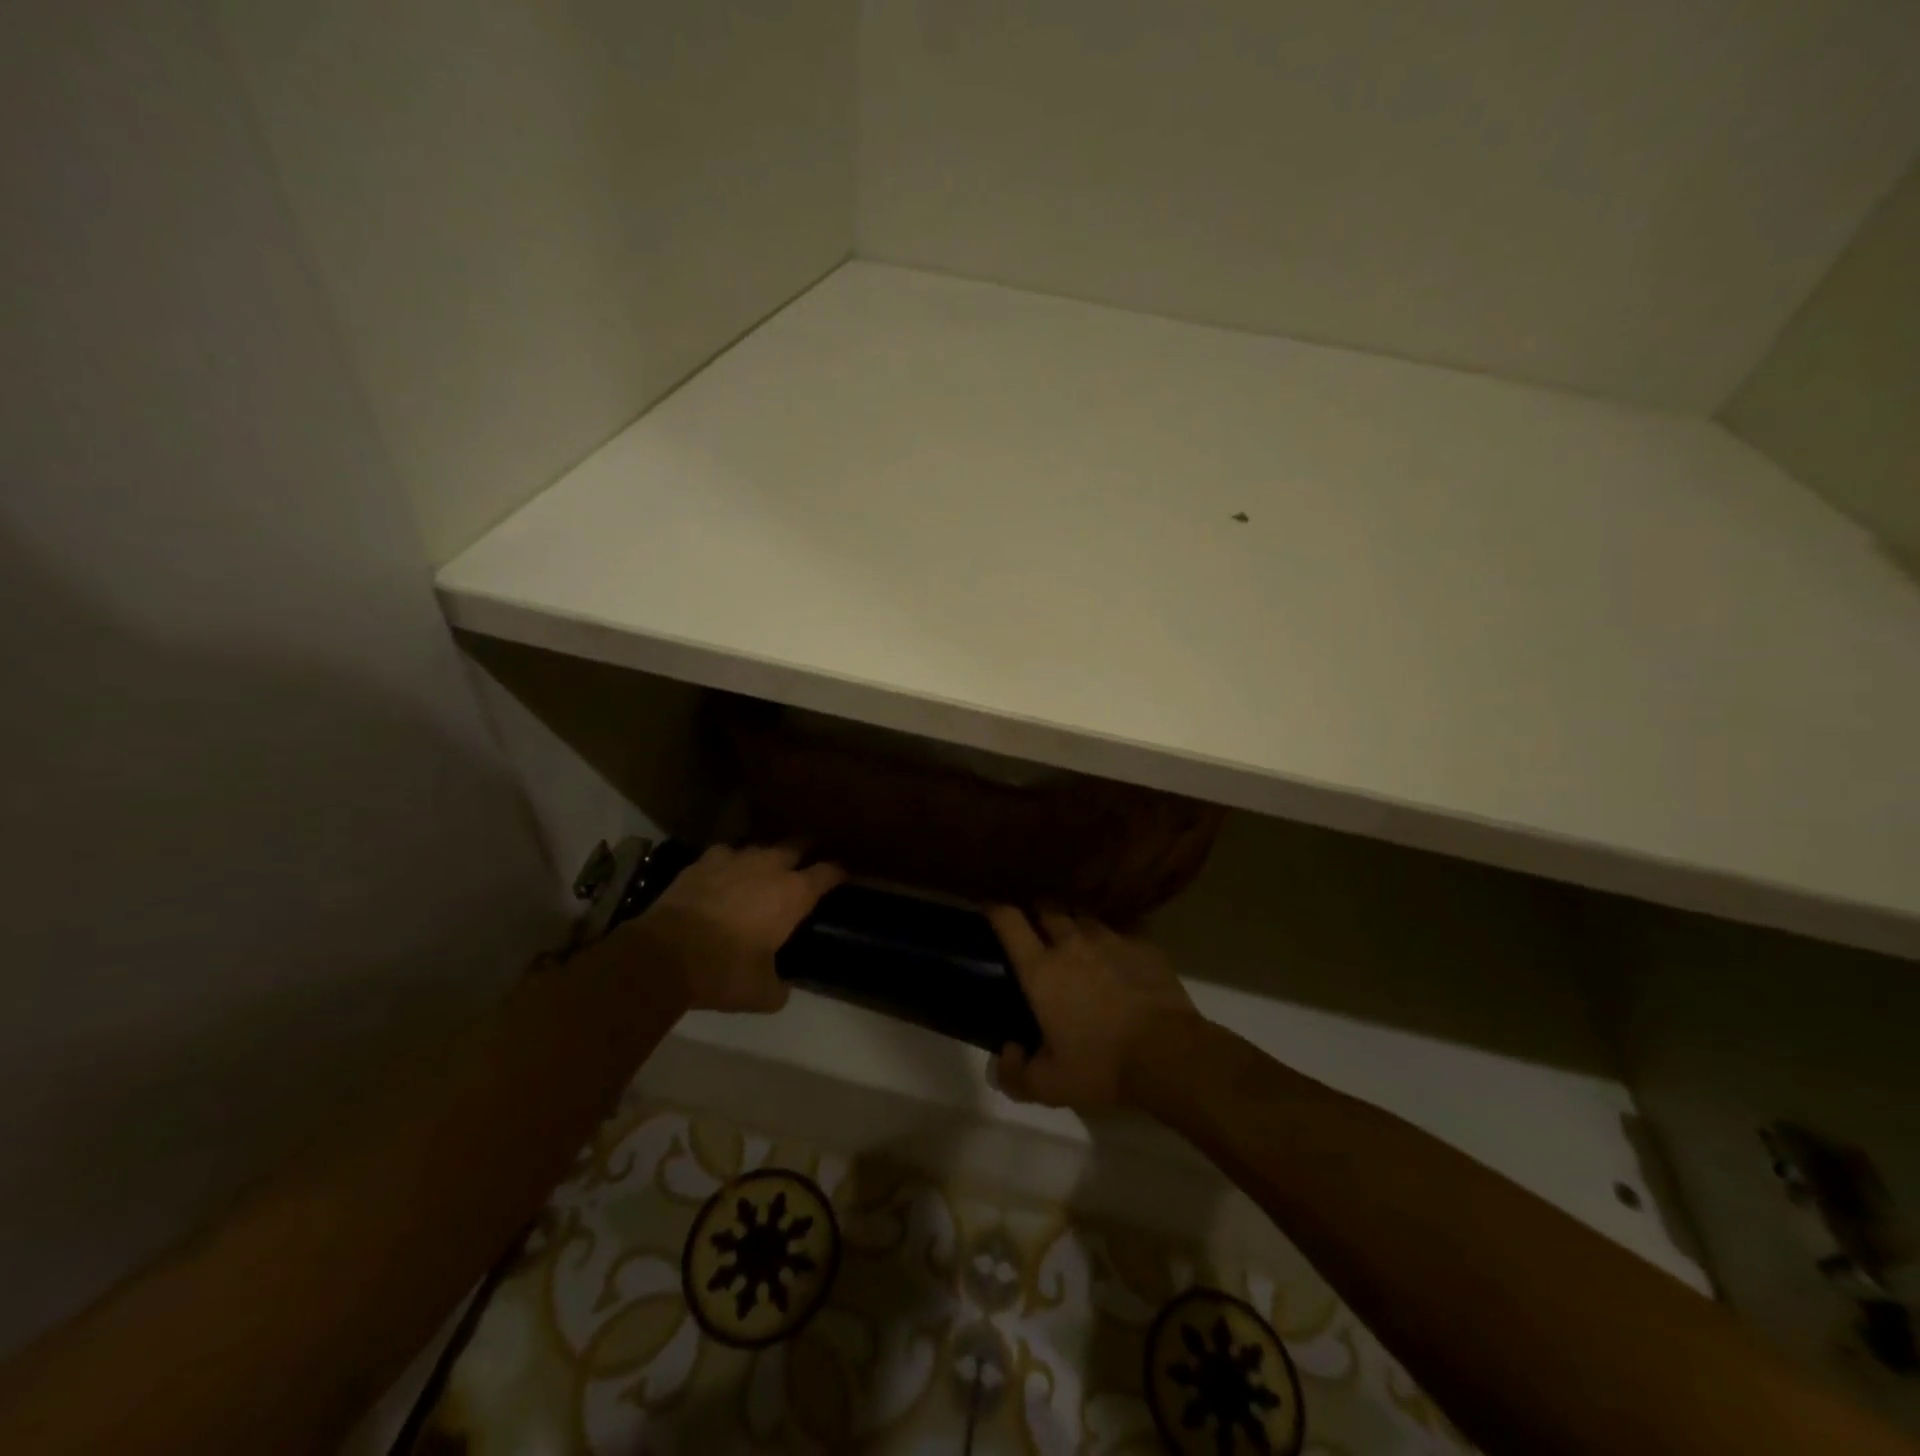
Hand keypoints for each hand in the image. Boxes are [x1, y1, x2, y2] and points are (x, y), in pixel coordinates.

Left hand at [628, 844, 843, 1012]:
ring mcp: (734, 859)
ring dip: (767, 856)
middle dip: (807, 849)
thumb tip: (783, 987)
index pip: (829, 872)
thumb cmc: (722, 971)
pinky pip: (725, 854)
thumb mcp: (760, 993)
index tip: (843, 878)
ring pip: (760, 846)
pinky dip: (730, 863)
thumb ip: (780, 988)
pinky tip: (725, 874)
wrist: (662, 955)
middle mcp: (769, 866)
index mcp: (793, 894)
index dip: (839, 874)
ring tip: (765, 869)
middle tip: (808, 861)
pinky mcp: (702, 862)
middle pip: (798, 843)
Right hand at [987, 907, 1199, 1110]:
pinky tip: (1118, 958)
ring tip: (1077, 941)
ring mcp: (1110, 939)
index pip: (1009, 921)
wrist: (1169, 1054)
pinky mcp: (1143, 945)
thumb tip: (1006, 1052)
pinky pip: (1120, 931)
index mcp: (1041, 970)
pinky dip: (1112, 941)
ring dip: (1074, 924)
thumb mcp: (1050, 1085)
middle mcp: (1071, 943)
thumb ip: (1015, 1073)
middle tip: (1037, 930)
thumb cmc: (1102, 1066)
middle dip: (1037, 912)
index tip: (988, 908)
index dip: (994, 909)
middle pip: (1047, 907)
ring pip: (1084, 916)